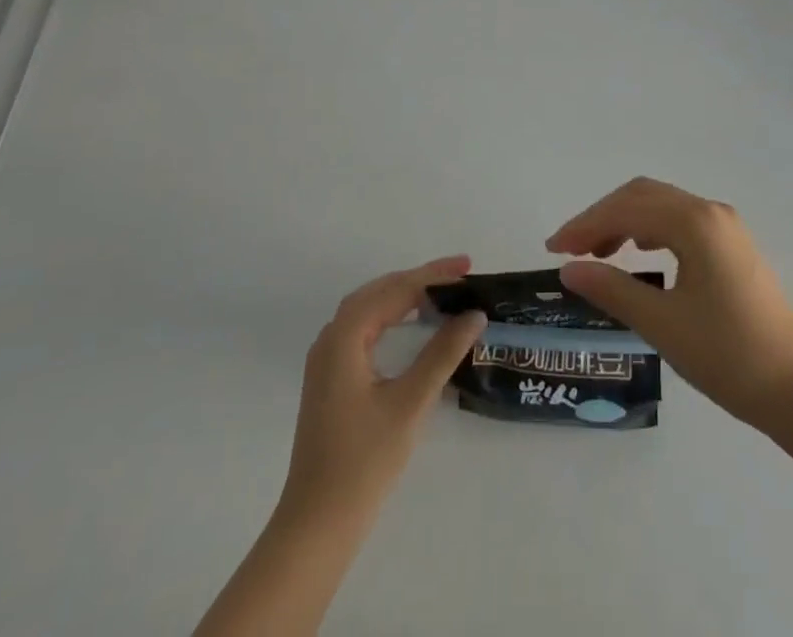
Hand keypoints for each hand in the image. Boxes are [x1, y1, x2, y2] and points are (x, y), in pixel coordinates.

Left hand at [280, 256, 487, 519]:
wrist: (317, 524)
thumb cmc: (364, 461)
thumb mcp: (411, 402)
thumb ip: (443, 352)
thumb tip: (475, 314)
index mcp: (345, 336)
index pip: (395, 290)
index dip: (434, 276)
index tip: (468, 269)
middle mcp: (331, 338)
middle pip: (380, 291)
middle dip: (420, 279)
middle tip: (460, 273)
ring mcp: (327, 360)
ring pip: (369, 308)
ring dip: (405, 295)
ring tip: (442, 291)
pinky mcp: (331, 379)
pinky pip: (364, 329)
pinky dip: (391, 316)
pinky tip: (411, 324)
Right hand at [546, 177, 792, 430]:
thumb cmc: (726, 355)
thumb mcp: (662, 323)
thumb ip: (612, 289)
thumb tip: (569, 270)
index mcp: (695, 223)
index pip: (627, 210)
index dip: (585, 225)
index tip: (553, 249)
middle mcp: (711, 212)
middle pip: (643, 195)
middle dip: (603, 217)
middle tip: (571, 250)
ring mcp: (726, 226)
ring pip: (663, 205)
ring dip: (626, 220)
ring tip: (599, 253)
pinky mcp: (733, 245)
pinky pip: (681, 220)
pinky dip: (650, 229)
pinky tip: (640, 253)